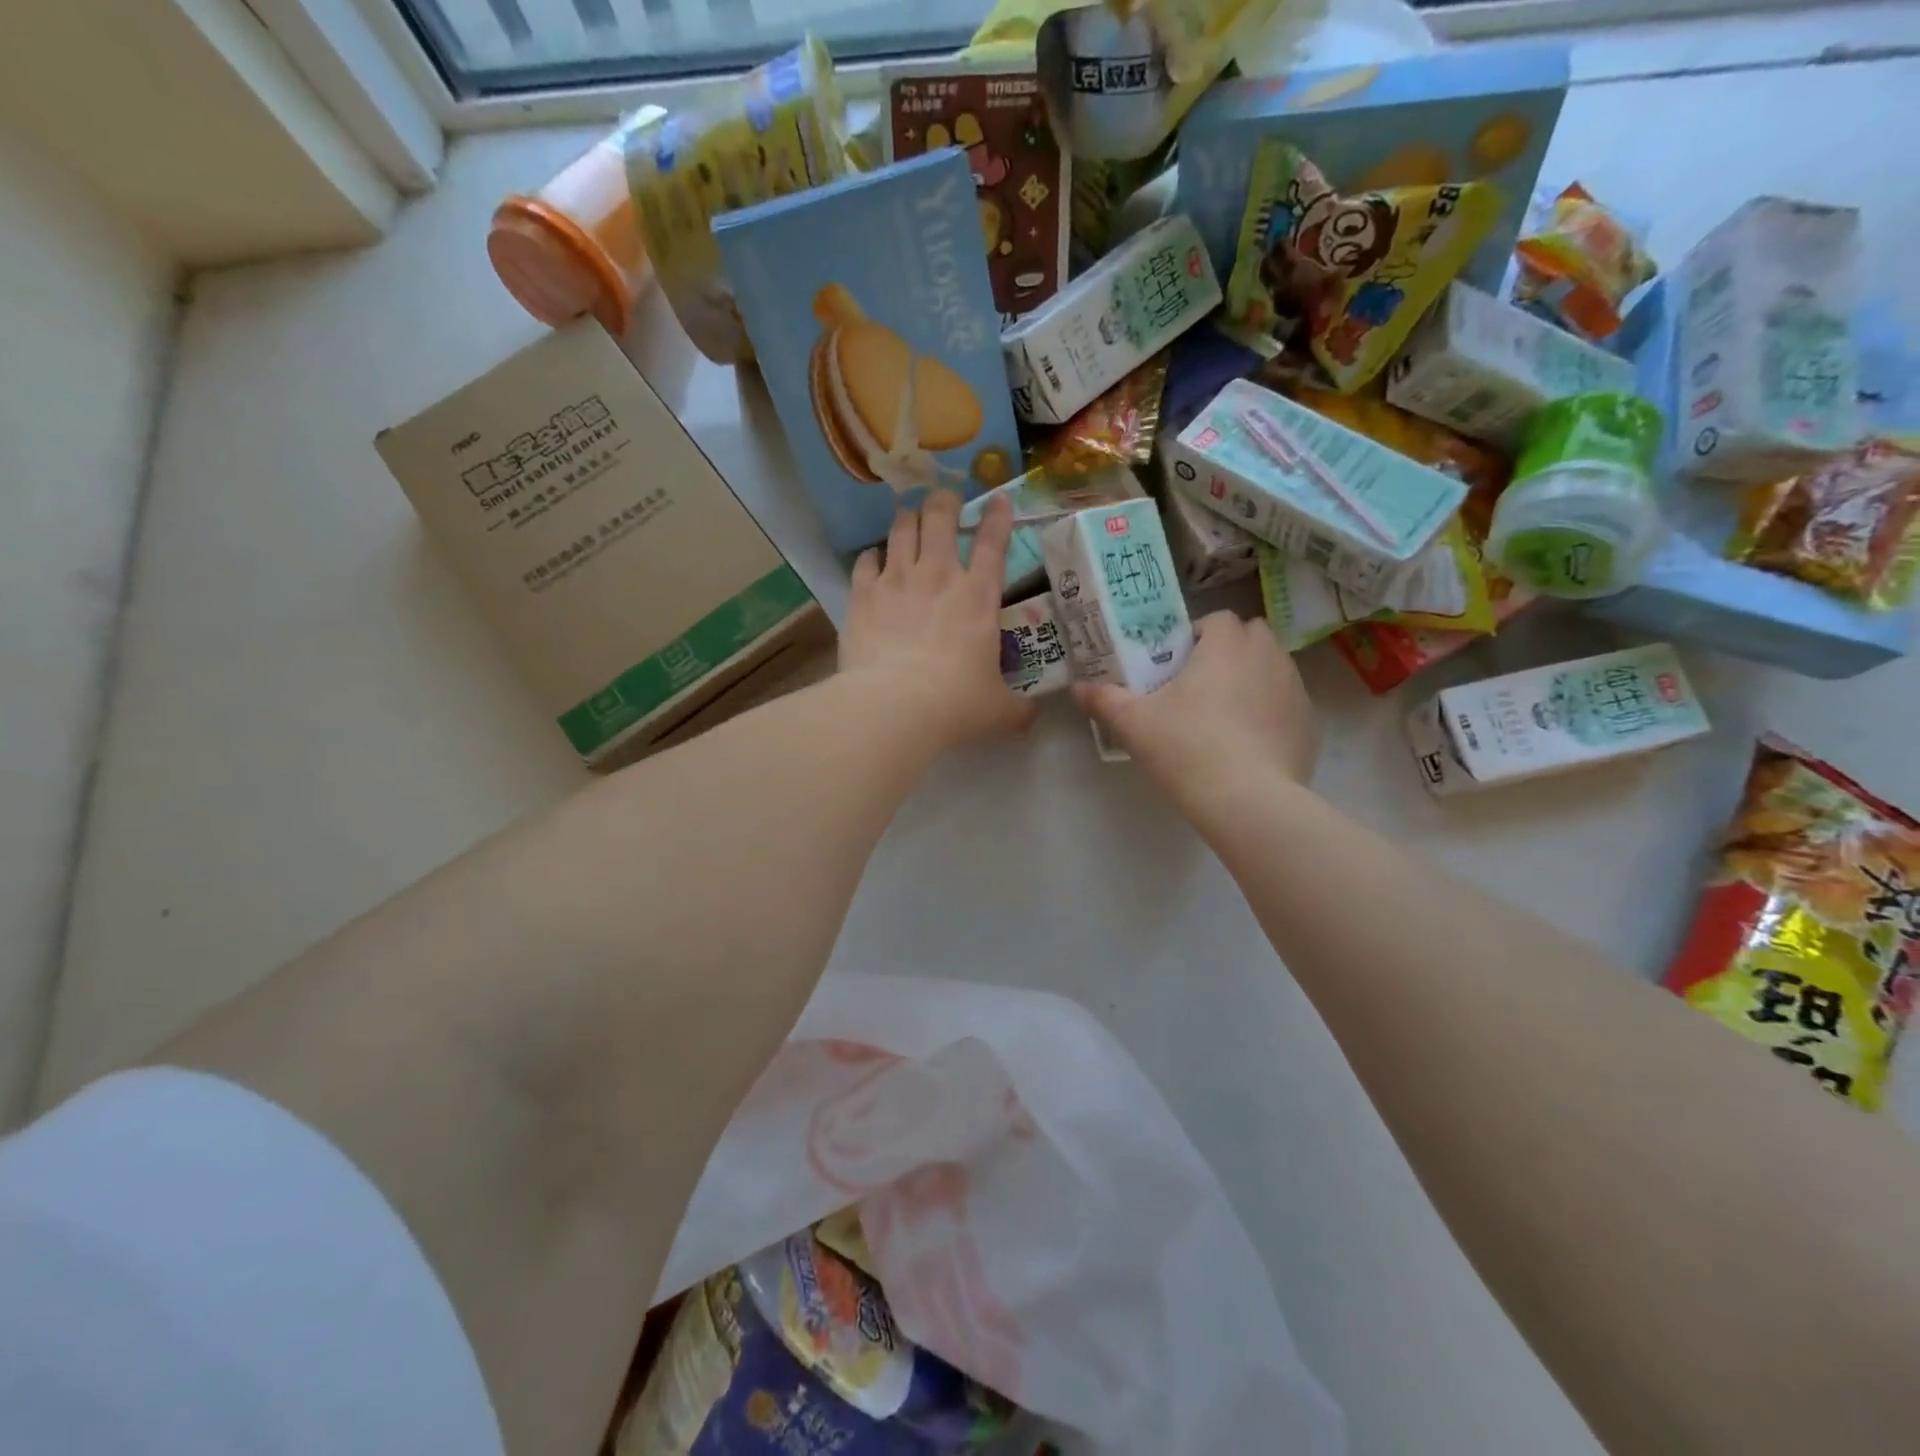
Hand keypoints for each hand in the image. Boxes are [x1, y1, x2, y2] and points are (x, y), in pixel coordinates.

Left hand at [840, 490, 1037, 751]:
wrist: (894, 706)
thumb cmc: (956, 704)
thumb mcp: (999, 711)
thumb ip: (1018, 709)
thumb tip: (1032, 718)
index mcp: (978, 595)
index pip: (993, 542)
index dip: (998, 516)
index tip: (997, 498)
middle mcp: (938, 575)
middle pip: (940, 517)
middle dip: (944, 501)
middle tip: (944, 500)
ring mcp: (896, 579)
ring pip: (901, 528)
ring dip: (907, 518)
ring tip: (908, 515)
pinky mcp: (862, 594)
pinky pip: (864, 561)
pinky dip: (870, 557)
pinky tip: (871, 560)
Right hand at [1073, 611, 1317, 813]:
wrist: (1247, 801)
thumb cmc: (1186, 748)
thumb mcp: (1134, 724)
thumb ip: (1105, 699)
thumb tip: (1079, 688)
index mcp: (1227, 645)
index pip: (1218, 619)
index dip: (1196, 637)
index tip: (1176, 666)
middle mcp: (1268, 656)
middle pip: (1251, 636)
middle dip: (1228, 652)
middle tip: (1199, 687)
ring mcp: (1295, 690)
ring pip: (1272, 668)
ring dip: (1250, 679)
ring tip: (1223, 717)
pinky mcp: (1309, 725)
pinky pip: (1286, 705)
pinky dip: (1269, 713)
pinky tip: (1247, 745)